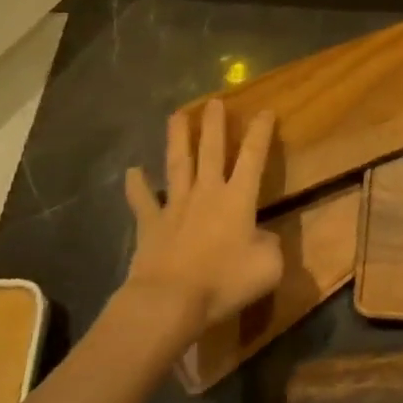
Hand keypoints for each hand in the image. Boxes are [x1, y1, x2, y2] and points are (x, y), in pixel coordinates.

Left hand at [121, 101, 282, 334]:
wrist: (169, 302)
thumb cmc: (223, 282)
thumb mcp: (268, 268)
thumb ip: (271, 246)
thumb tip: (263, 238)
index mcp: (238, 198)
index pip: (253, 156)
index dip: (261, 132)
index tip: (265, 110)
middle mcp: (207, 192)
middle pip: (212, 149)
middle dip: (215, 124)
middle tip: (215, 100)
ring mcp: (175, 205)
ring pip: (178, 163)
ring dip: (178, 138)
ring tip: (177, 114)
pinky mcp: (150, 224)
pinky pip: (142, 201)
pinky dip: (136, 186)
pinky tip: (132, 171)